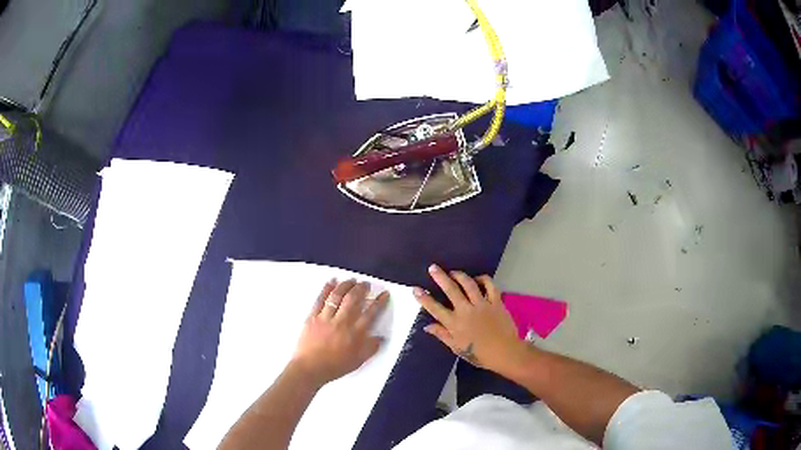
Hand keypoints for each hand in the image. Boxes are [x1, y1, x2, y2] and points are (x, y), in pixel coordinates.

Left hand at [291, 279, 388, 386]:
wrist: (310, 369)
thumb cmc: (335, 366)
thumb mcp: (358, 361)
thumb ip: (371, 348)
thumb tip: (381, 338)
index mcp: (355, 334)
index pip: (371, 313)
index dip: (379, 302)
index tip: (384, 293)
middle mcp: (342, 322)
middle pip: (353, 299)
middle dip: (361, 289)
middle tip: (365, 284)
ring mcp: (326, 318)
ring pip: (337, 296)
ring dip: (345, 285)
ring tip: (351, 280)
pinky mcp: (313, 317)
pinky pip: (320, 299)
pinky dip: (326, 288)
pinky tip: (331, 282)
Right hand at [413, 265, 523, 373]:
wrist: (504, 352)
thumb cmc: (479, 354)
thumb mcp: (457, 348)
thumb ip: (442, 335)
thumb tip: (427, 326)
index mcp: (454, 324)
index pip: (435, 308)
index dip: (424, 298)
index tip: (416, 289)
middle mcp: (466, 311)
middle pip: (450, 290)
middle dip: (440, 277)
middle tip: (433, 268)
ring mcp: (482, 304)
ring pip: (468, 284)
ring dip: (459, 275)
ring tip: (453, 272)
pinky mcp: (496, 301)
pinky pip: (489, 285)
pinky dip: (483, 279)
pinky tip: (477, 278)